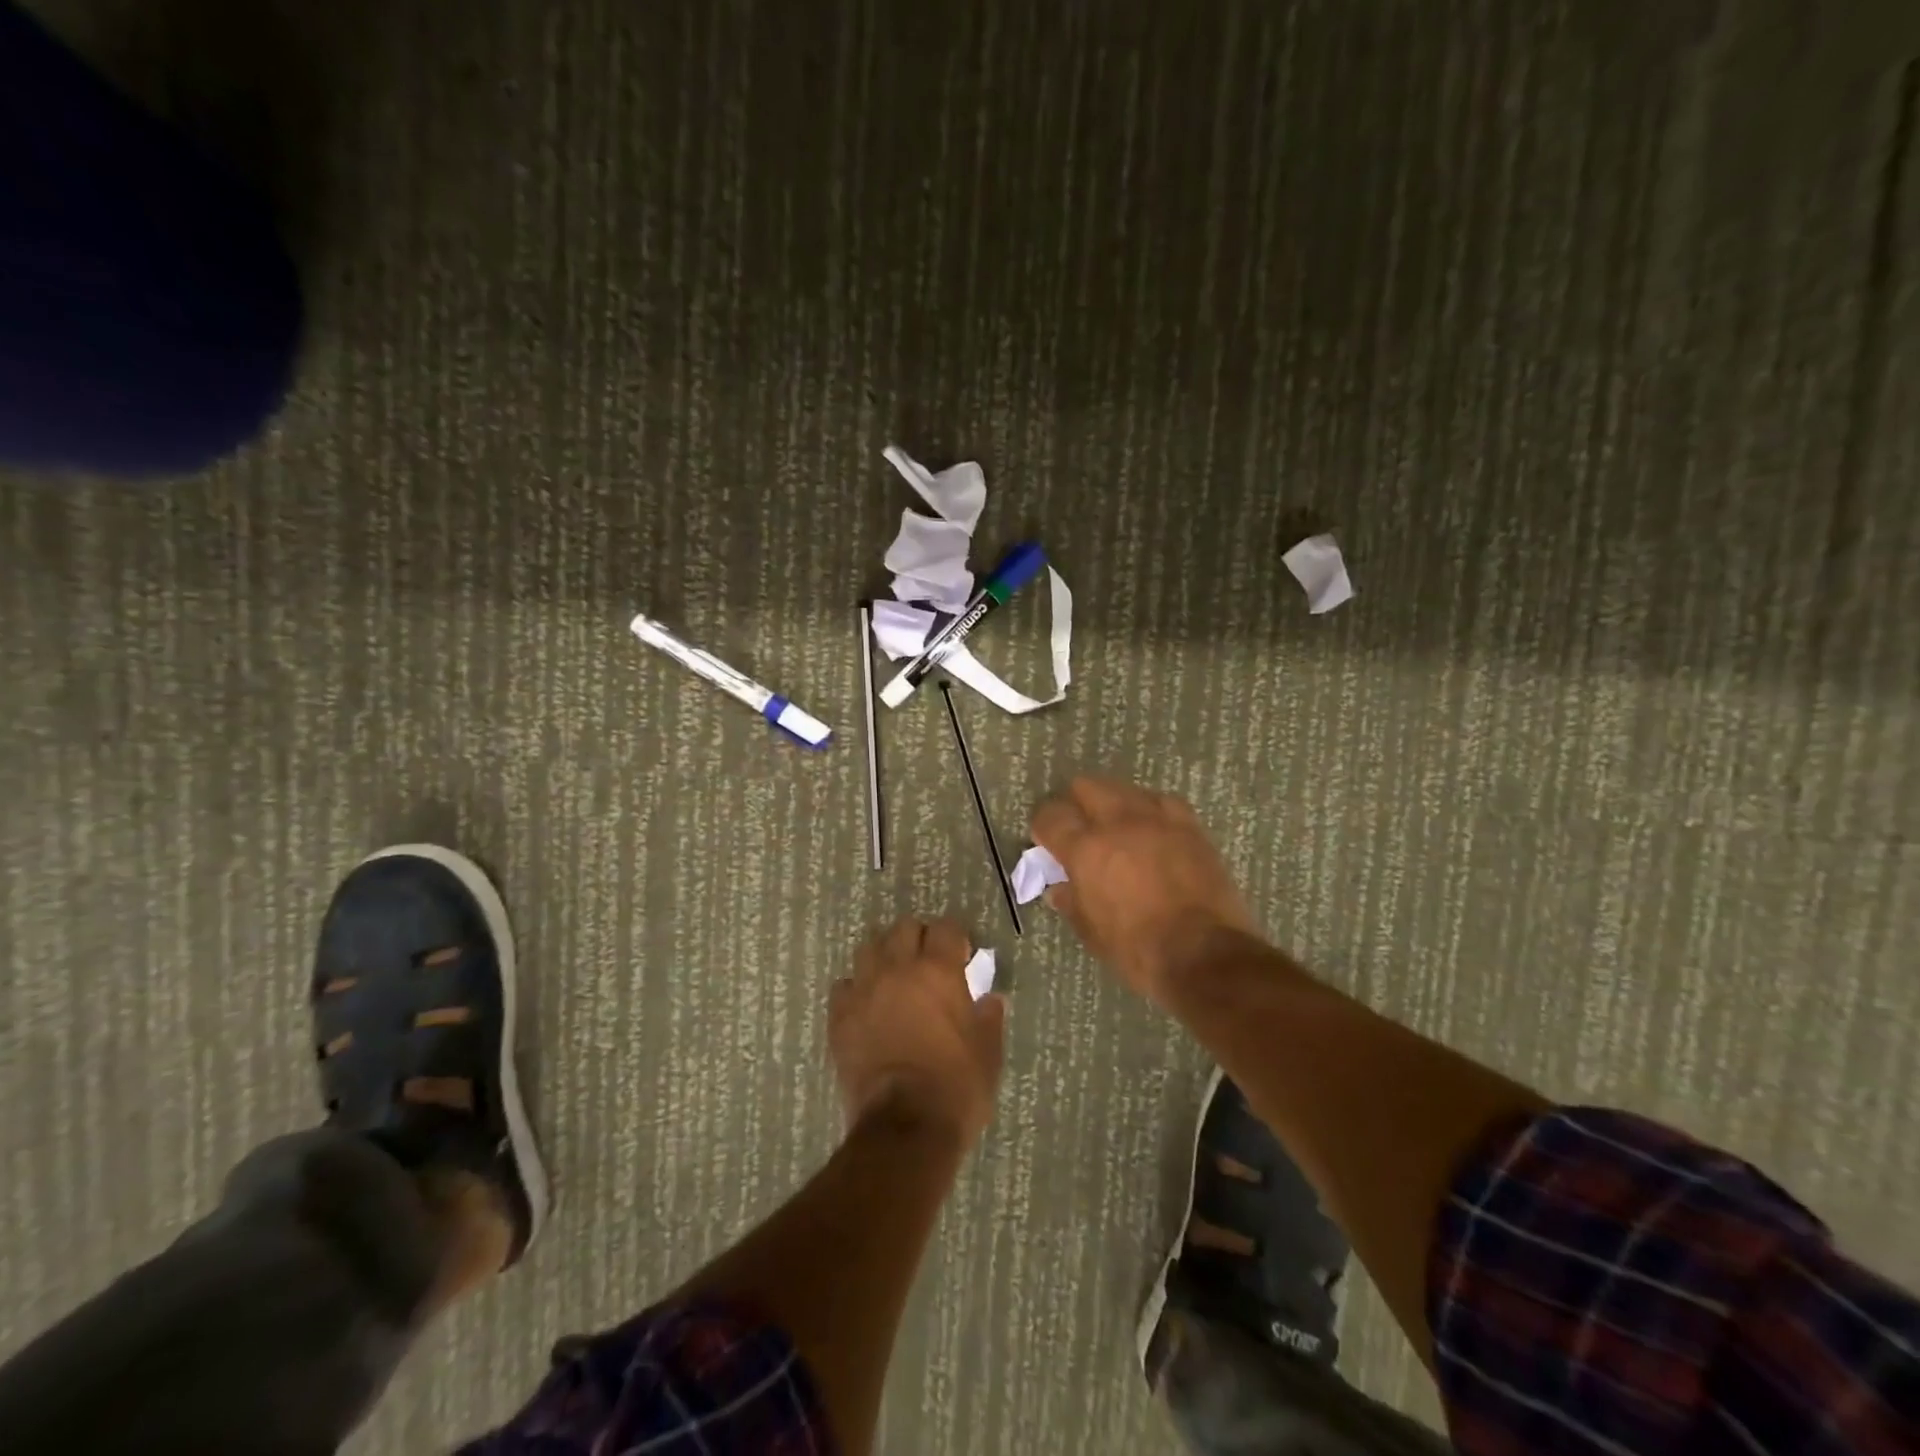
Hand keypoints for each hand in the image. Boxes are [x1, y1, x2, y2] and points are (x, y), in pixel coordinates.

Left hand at [829, 916, 1005, 1146]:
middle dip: (918, 939)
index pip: (945, 928)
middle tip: (928, 964)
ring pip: (869, 949)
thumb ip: (989, 1019)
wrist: (904, 1128)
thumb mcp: (988, 1054)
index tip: (962, 957)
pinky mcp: (839, 1018)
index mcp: (938, 972)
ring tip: (895, 979)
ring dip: (884, 956)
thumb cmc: (956, 1088)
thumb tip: (990, 1000)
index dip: (955, 938)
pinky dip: (857, 989)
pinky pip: (844, 986)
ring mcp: (864, 991)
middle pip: (903, 928)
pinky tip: (867, 1007)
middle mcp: (897, 970)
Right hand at [1031, 776, 1256, 1001]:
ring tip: (1117, 829)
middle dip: (1076, 804)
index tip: (1046, 840)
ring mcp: (1157, 819)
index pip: (1051, 816)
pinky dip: (1149, 810)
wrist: (1206, 955)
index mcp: (1086, 849)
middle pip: (1086, 786)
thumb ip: (1072, 902)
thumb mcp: (1092, 932)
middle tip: (1079, 830)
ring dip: (1113, 804)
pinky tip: (1152, 830)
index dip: (1043, 826)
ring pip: (1124, 788)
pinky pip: (1161, 801)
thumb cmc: (1138, 950)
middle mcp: (1118, 822)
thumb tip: (1059, 888)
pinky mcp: (1189, 825)